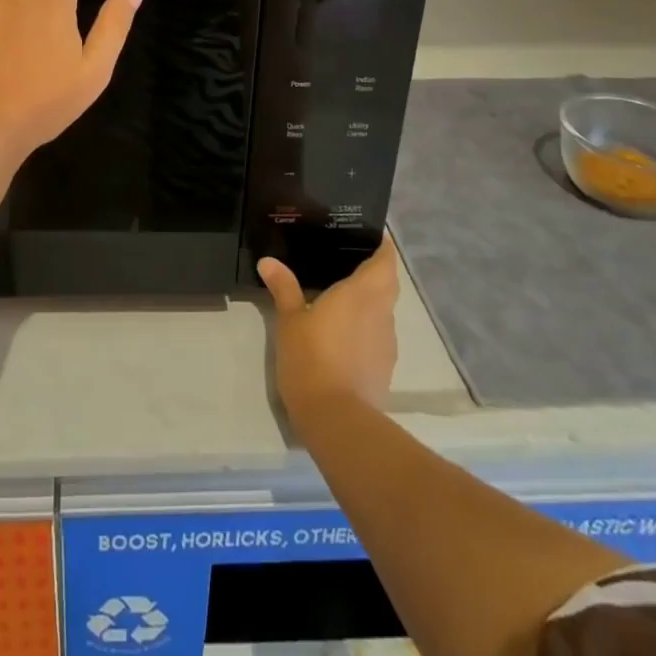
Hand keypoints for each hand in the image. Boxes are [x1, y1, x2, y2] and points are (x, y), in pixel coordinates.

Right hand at [258, 237, 399, 426]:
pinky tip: (342, 334)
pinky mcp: (384, 368)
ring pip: (383, 311)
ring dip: (369, 302)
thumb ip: (283, 288)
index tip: (367, 236)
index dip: (381, 246)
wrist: (337, 419)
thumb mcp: (289, 320)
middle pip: (387, 284)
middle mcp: (382, 313)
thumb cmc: (312, 358)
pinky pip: (377, 336)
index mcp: (363, 293)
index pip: (385, 260)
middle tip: (344, 262)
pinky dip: (364, 328)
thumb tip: (268, 261)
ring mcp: (386, 343)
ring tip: (339, 297)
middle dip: (373, 271)